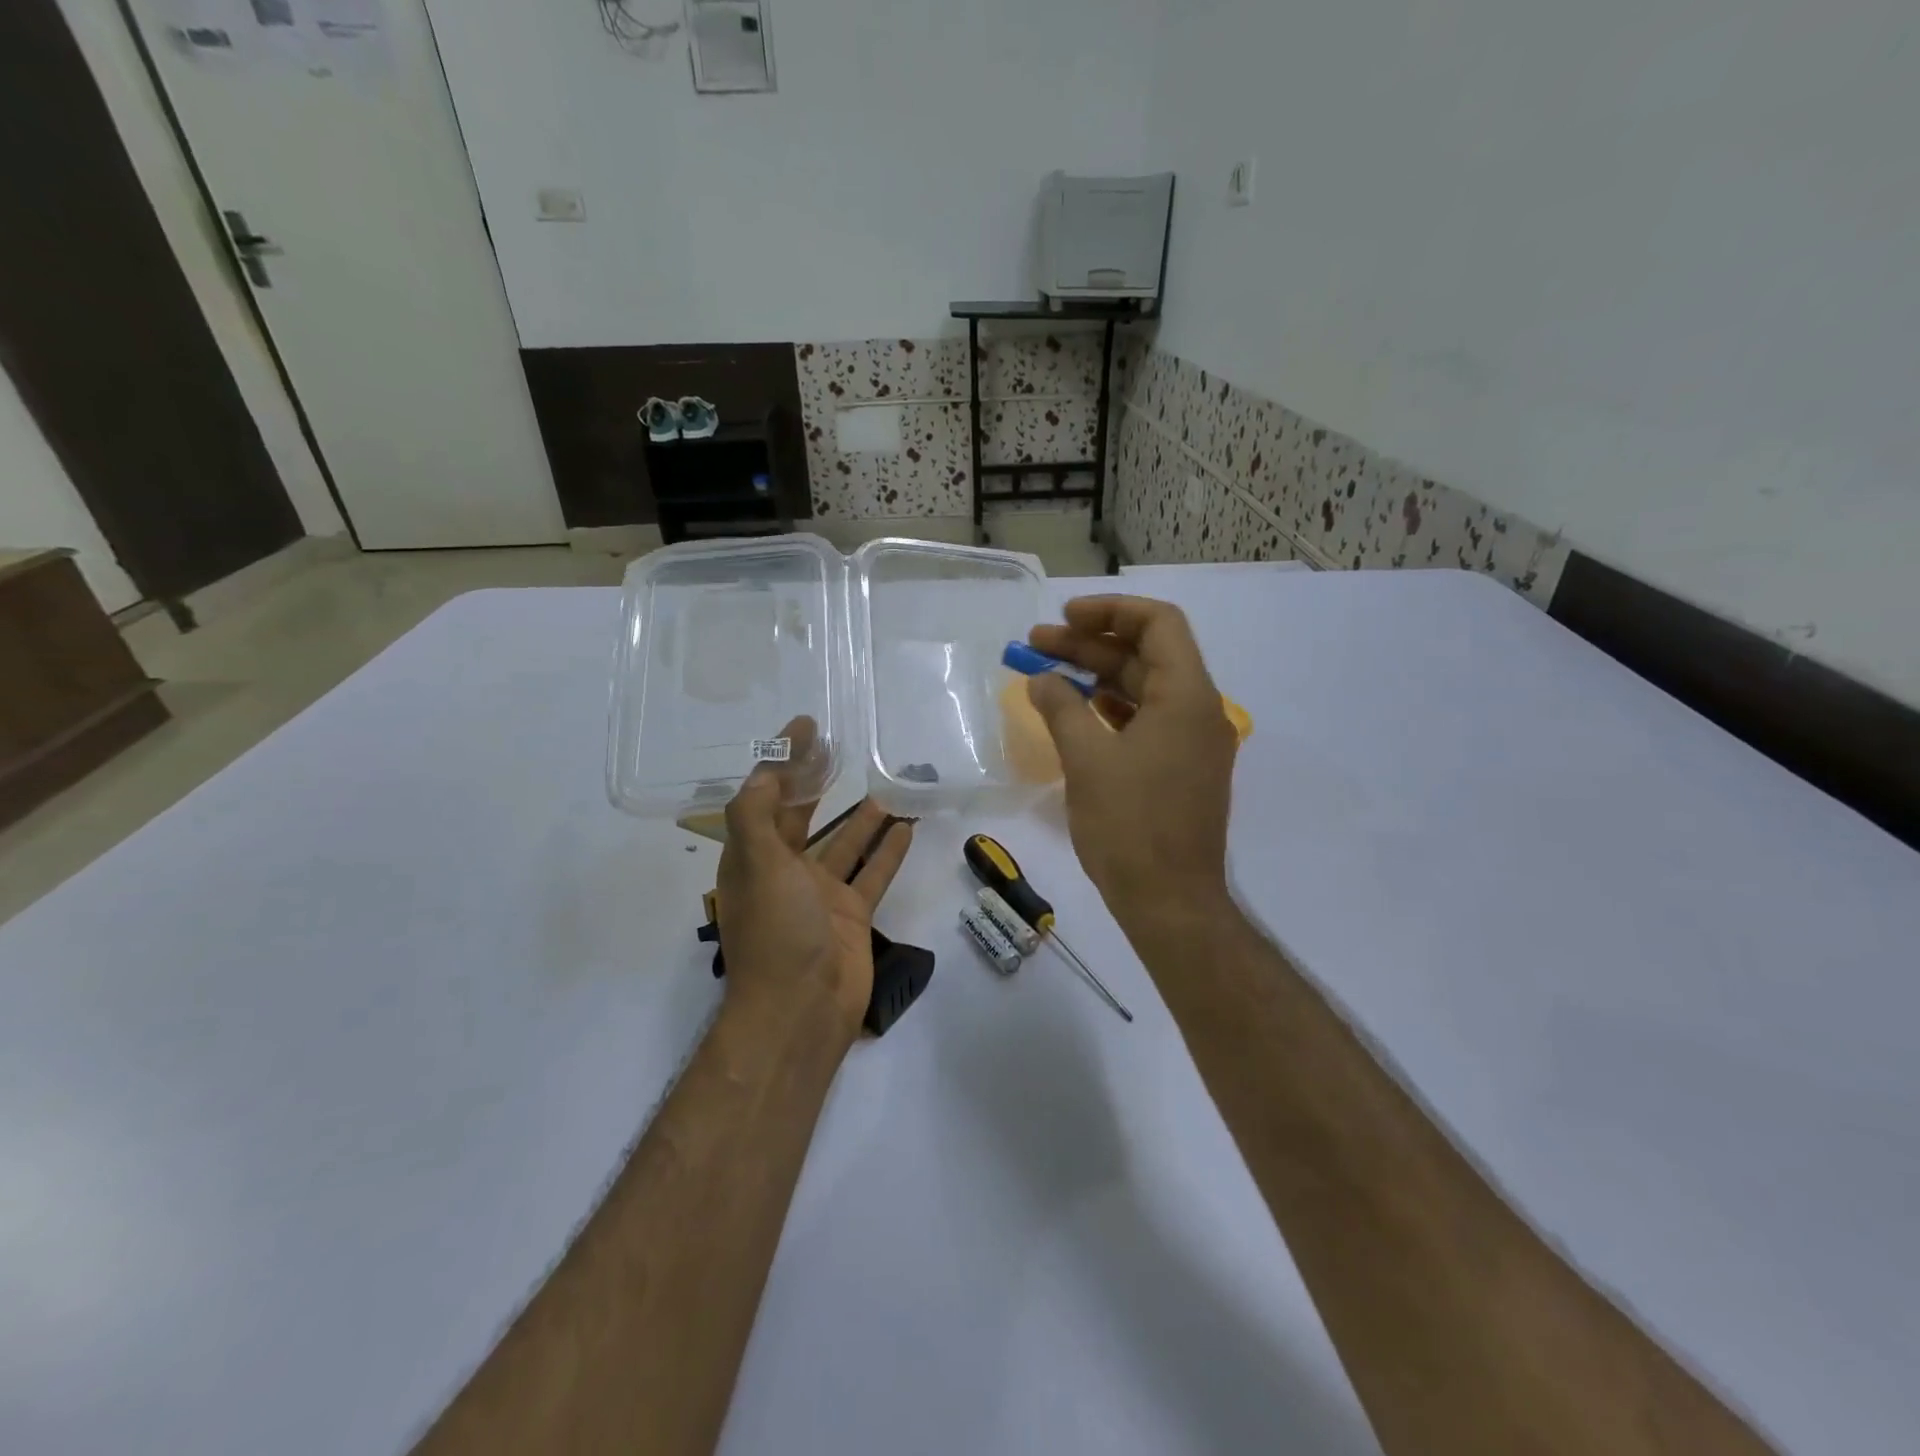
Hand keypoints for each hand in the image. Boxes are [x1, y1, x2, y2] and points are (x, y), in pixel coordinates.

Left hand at [715, 718, 913, 1044]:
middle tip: (840, 746)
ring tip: (886, 783)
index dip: (782, 760)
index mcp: (754, 858)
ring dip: (862, 817)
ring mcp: (820, 895)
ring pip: (844, 844)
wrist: (802, 1009)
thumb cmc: (776, 931)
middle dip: (817, 782)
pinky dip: (887, 851)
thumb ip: (755, 815)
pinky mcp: (852, 915)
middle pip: (801, 816)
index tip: (805, 727)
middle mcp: (784, 872)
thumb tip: (764, 771)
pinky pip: (872, 873)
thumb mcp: (757, 865)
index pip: (766, 796)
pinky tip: (907, 826)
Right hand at [1026, 597, 1238, 938]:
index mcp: (1187, 697)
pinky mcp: (1179, 769)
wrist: (1169, 902)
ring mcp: (1191, 742)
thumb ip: (1061, 708)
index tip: (1065, 618)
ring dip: (1096, 676)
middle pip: (1146, 655)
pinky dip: (1110, 708)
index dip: (1111, 611)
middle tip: (1036, 644)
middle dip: (1090, 645)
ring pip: (1143, 689)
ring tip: (1046, 674)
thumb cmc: (1130, 827)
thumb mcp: (1087, 760)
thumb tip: (1041, 679)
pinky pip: (1146, 720)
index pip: (1158, 624)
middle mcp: (1198, 710)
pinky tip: (1075, 711)